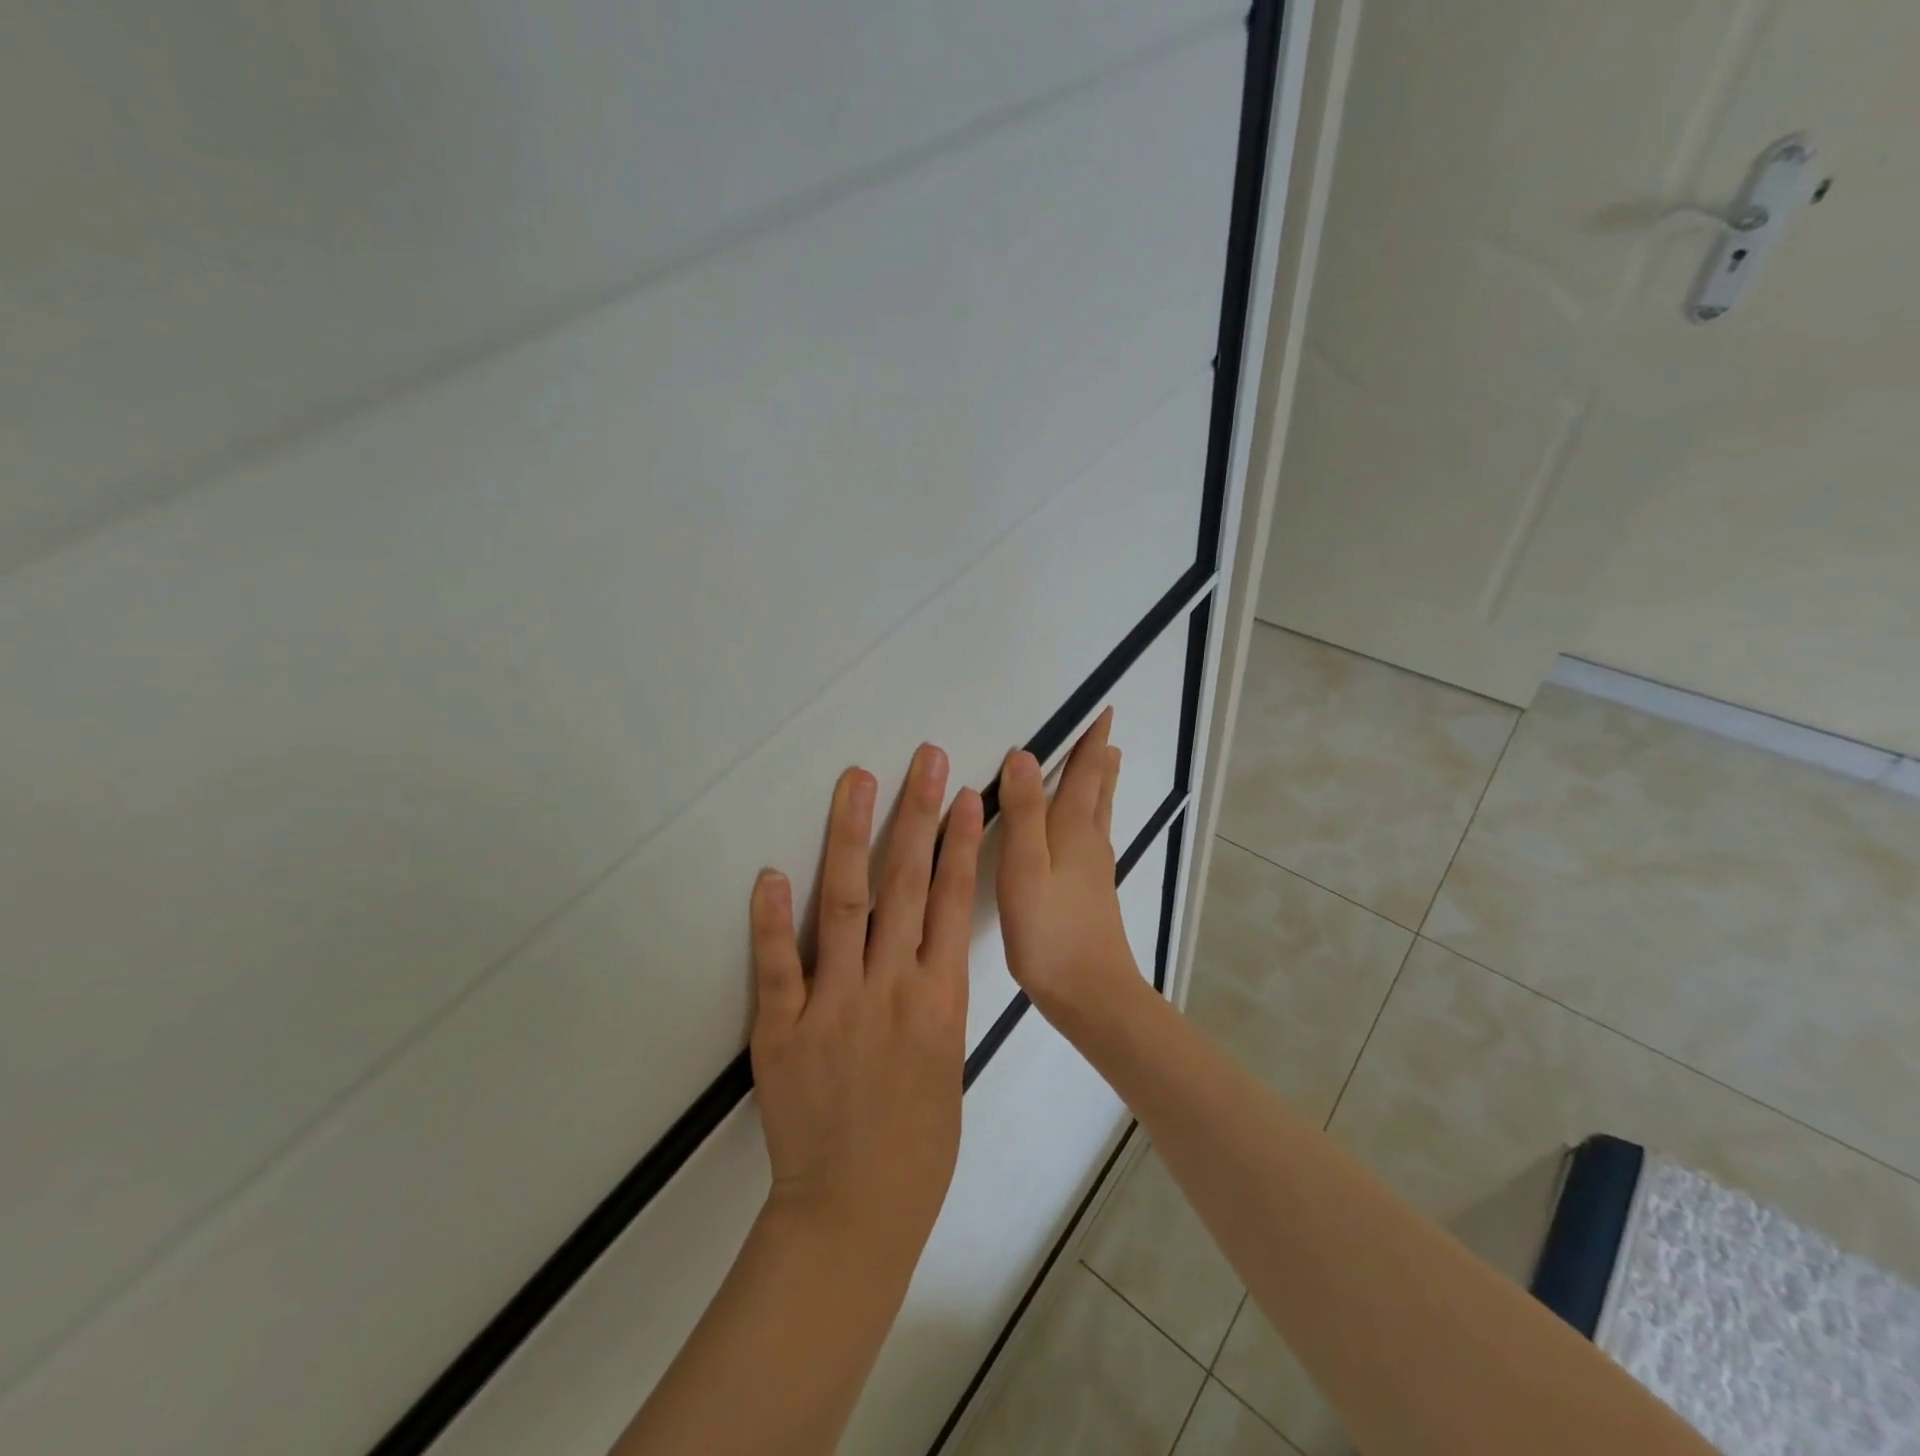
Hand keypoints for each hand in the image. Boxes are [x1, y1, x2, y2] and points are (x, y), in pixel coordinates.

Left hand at [748, 745, 984, 1249]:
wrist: (856, 1210)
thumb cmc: (918, 1142)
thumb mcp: (949, 1059)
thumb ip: (935, 995)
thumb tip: (924, 944)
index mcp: (939, 1000)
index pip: (949, 902)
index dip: (956, 842)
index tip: (962, 794)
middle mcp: (890, 989)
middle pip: (904, 885)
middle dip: (915, 816)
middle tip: (921, 760)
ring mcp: (834, 1006)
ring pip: (845, 906)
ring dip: (851, 838)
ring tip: (857, 783)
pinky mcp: (783, 1030)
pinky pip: (777, 966)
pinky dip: (772, 919)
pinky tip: (772, 873)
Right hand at [996, 709, 1143, 1021]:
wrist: (1091, 994)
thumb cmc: (1050, 929)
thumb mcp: (1025, 866)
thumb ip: (1023, 812)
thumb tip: (1024, 756)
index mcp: (1073, 830)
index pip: (1085, 774)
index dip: (1091, 742)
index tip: (1103, 711)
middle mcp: (1090, 843)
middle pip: (1098, 790)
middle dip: (1099, 759)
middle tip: (1105, 733)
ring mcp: (1095, 870)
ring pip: (1099, 814)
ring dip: (1101, 784)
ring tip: (1107, 764)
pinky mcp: (1093, 894)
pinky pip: (1093, 837)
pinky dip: (1092, 815)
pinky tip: (1088, 831)